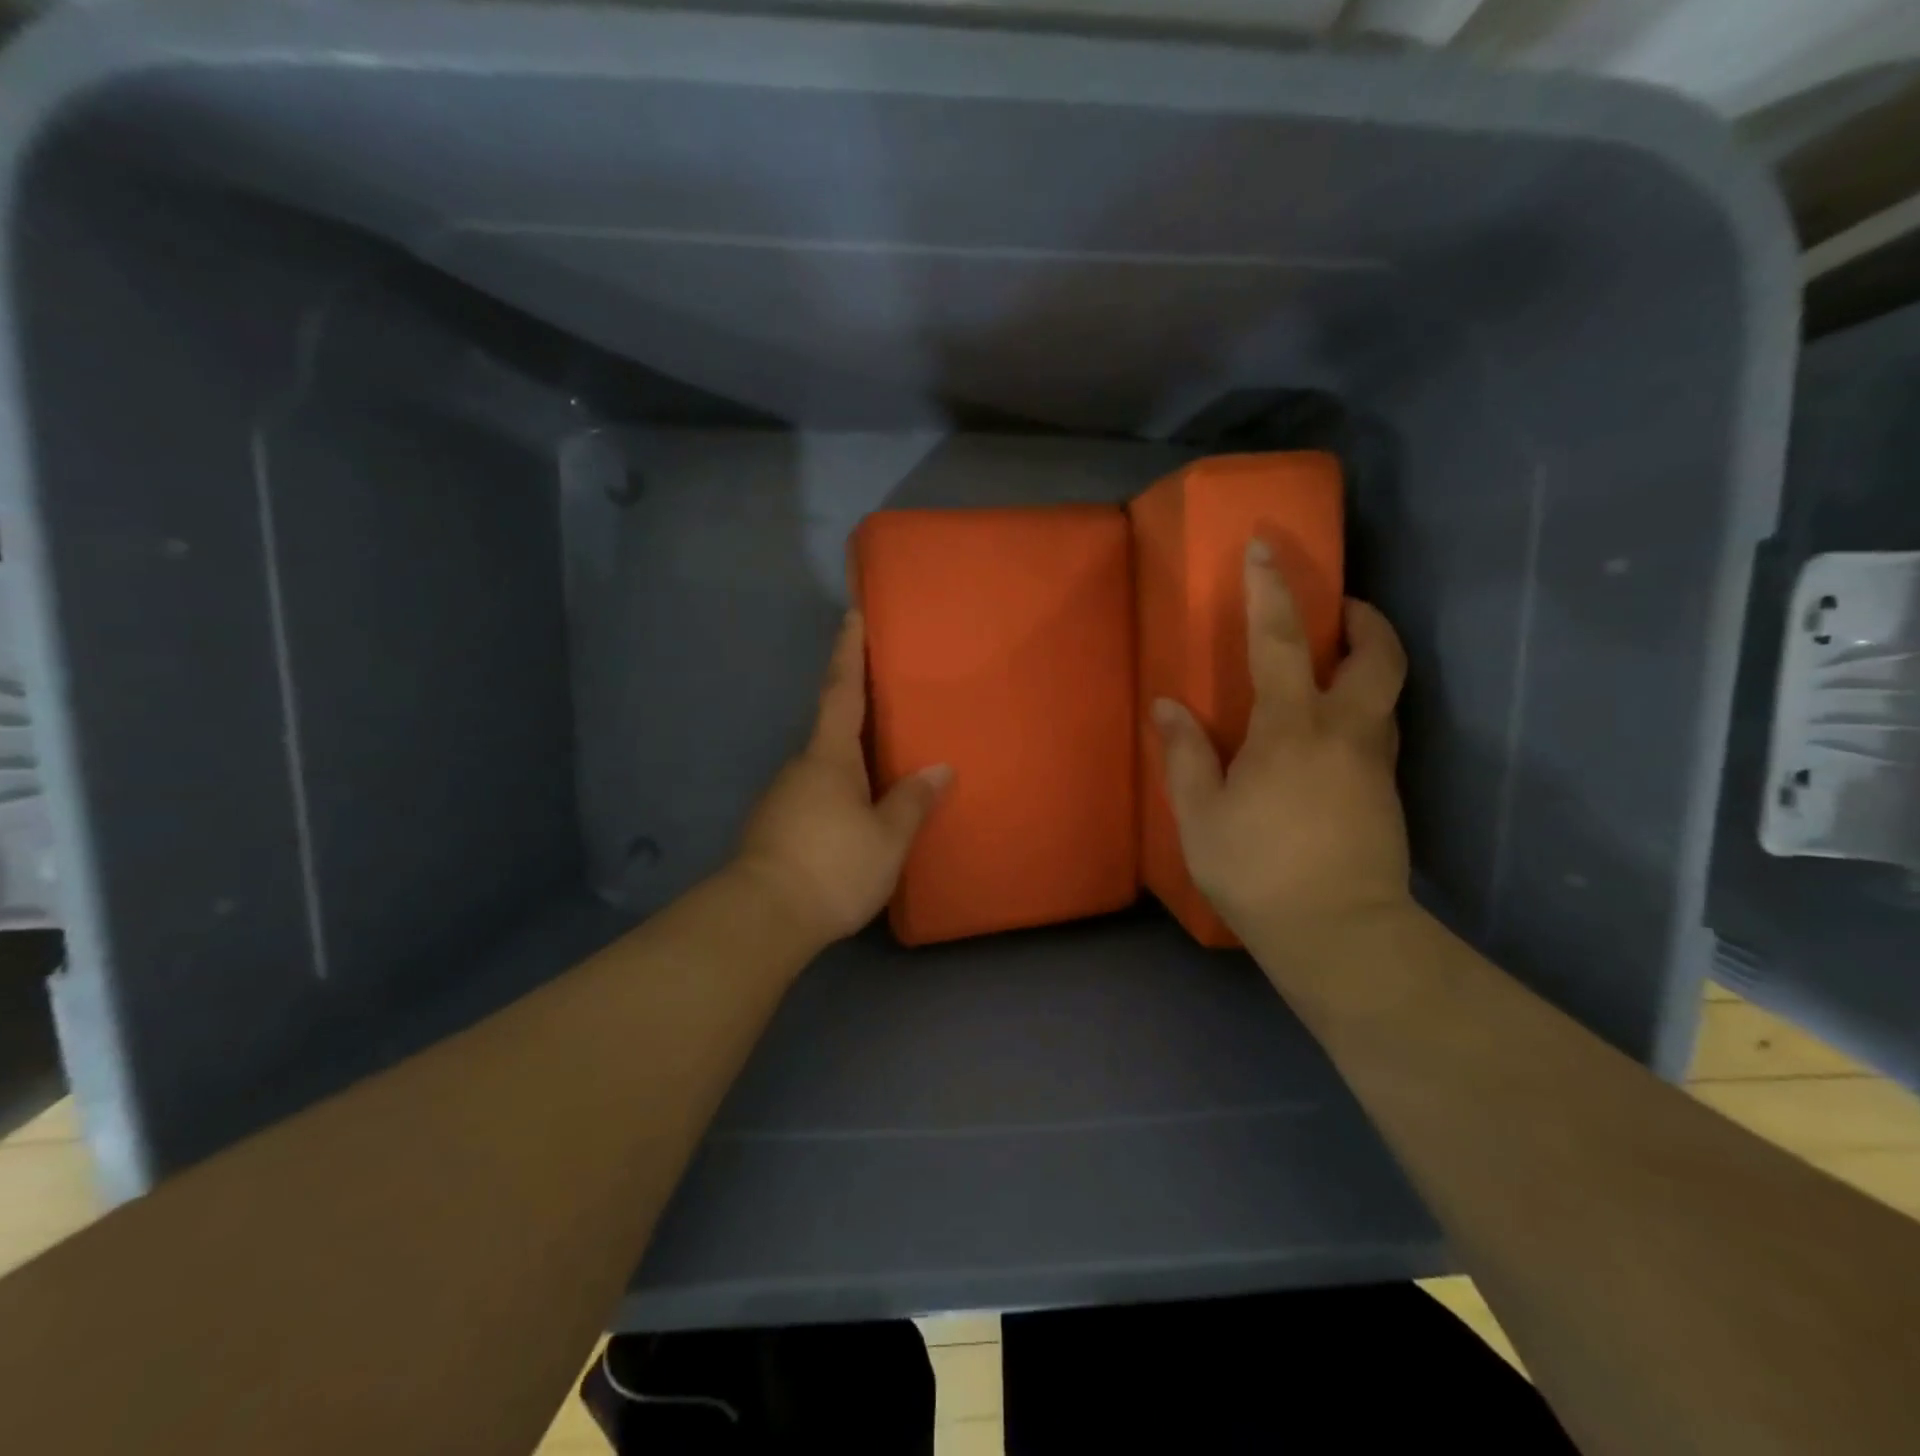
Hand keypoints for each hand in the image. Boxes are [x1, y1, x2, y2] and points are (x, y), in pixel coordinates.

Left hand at [735, 610, 951, 944]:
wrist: (762, 918)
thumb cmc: (832, 866)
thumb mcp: (887, 837)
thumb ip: (912, 801)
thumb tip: (940, 769)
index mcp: (829, 757)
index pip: (841, 691)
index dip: (848, 652)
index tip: (851, 615)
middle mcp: (801, 767)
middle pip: (832, 728)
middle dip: (856, 712)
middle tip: (888, 704)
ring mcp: (782, 797)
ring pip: (823, 767)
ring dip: (849, 762)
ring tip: (882, 770)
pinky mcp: (775, 827)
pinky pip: (815, 796)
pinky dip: (838, 794)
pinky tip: (854, 816)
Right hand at [1152, 539, 1410, 945]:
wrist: (1340, 934)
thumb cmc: (1258, 871)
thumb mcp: (1201, 816)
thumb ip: (1185, 755)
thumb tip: (1169, 706)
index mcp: (1291, 729)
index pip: (1282, 642)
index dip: (1273, 591)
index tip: (1266, 548)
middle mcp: (1345, 732)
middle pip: (1378, 655)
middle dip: (1364, 619)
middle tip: (1339, 608)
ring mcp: (1375, 762)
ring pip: (1388, 691)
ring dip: (1369, 661)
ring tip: (1335, 664)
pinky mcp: (1388, 791)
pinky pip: (1380, 729)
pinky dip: (1364, 707)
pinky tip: (1331, 733)